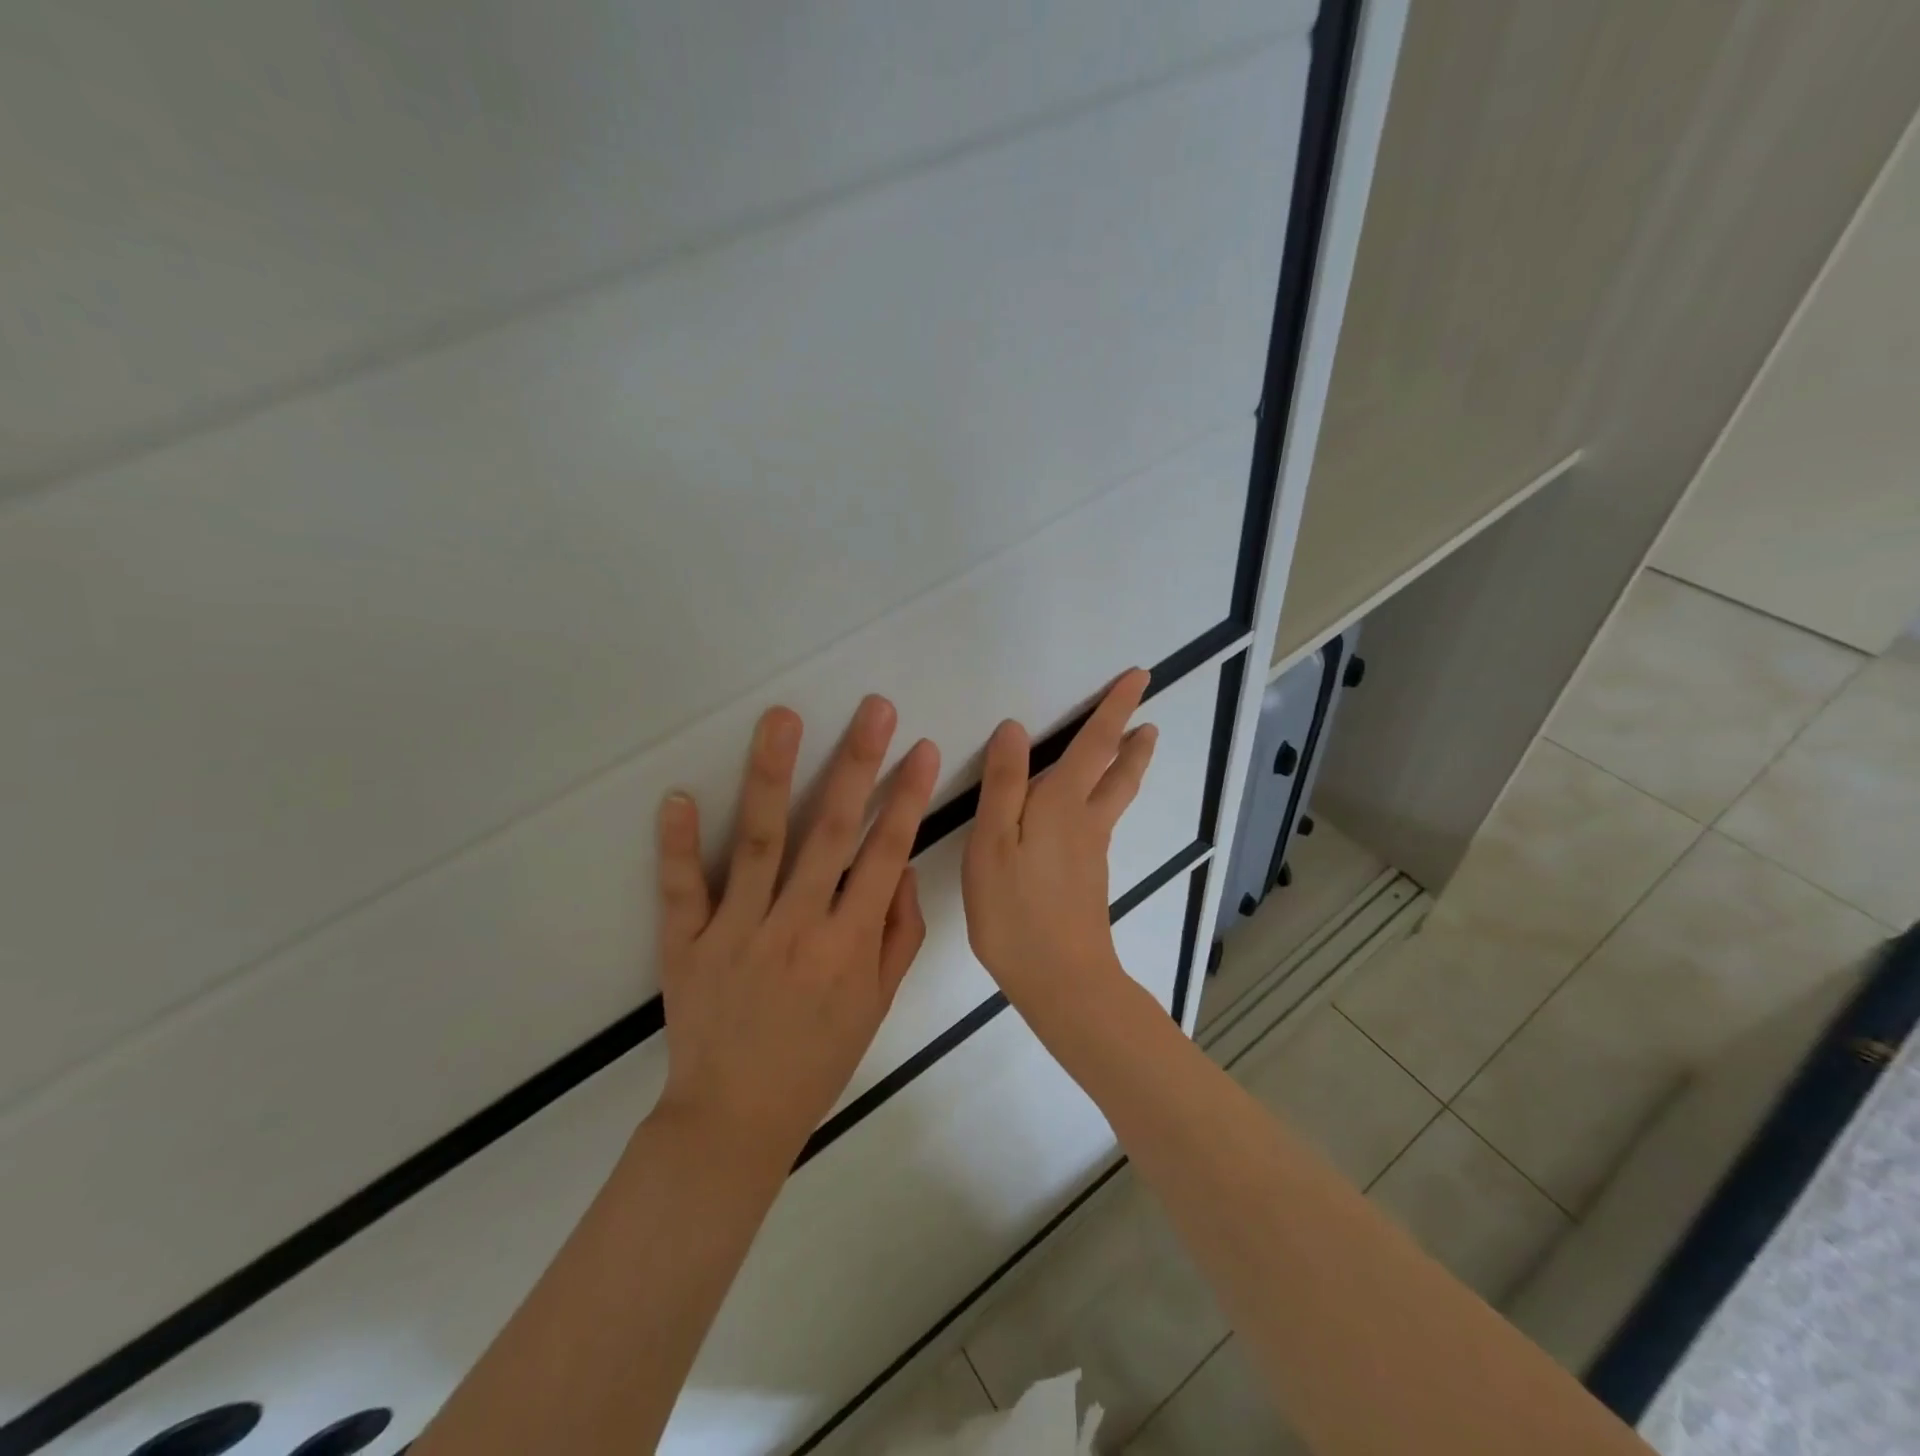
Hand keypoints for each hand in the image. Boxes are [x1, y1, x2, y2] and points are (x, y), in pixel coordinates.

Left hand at [652, 695, 940, 1165]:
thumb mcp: (877, 1004)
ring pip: (759, 842)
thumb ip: (897, 934)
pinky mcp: (687, 944)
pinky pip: (682, 889)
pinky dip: (678, 844)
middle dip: (856, 763)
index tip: (921, 748)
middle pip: (830, 832)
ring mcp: (738, 932)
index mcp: (849, 944)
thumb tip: (900, 868)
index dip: (906, 798)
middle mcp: (798, 927)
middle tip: (873, 709)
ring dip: (771, 775)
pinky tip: (678, 796)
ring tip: (782, 718)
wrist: (735, 1118)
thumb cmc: (817, 1058)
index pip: (886, 854)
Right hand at [962, 669, 1156, 1020]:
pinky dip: (1107, 799)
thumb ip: (1003, 785)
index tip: (1138, 678)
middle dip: (1131, 739)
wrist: (1062, 981)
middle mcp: (1085, 822)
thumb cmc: (1015, 910)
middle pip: (1117, 772)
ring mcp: (1092, 853)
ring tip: (1138, 748)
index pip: (1094, 744)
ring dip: (1128, 768)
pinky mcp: (1089, 879)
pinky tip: (1091, 811)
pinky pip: (1102, 823)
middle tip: (1148, 718)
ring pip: (1115, 798)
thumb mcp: (992, 842)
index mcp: (1061, 804)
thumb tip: (1014, 728)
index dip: (1114, 709)